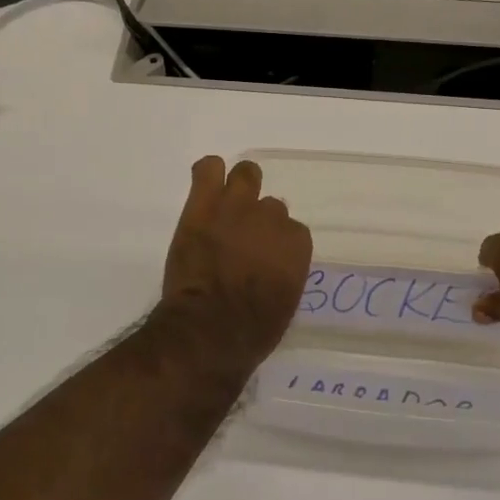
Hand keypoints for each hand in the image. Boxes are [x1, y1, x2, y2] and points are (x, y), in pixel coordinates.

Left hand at [160, 157, 312, 359]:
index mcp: (296, 244)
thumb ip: (284, 273)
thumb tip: (273, 267)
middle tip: (242, 237)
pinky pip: (208, 169)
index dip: (276, 244)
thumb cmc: (250, 330)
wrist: (207, 327)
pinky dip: (208, 173)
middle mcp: (271, 218)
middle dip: (258, 219)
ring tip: (225, 204)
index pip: (292, 231)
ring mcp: (236, 206)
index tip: (264, 257)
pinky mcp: (203, 205)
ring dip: (239, 186)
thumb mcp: (284, 304)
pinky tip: (205, 186)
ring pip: (246, 174)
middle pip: (270, 205)